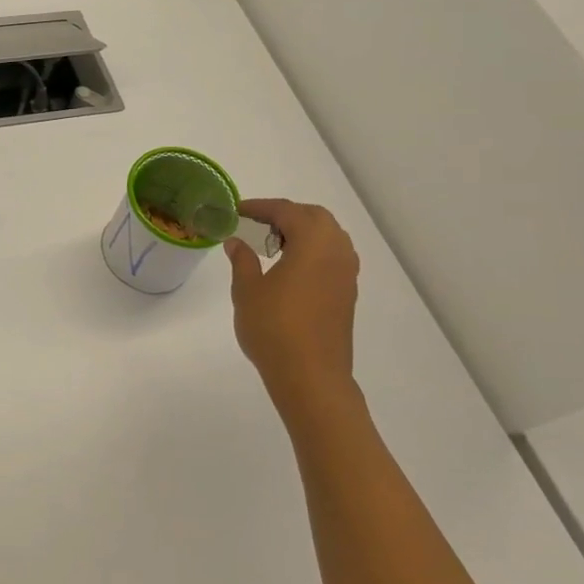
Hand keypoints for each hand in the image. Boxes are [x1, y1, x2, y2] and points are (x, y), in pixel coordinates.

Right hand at [225, 200, 361, 421]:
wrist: (311, 376)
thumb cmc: (274, 328)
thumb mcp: (247, 290)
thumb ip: (242, 260)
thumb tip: (236, 242)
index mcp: (313, 243)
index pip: (286, 211)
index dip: (260, 207)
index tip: (237, 210)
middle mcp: (336, 251)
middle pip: (314, 217)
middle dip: (286, 214)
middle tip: (256, 224)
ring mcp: (346, 273)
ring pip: (328, 236)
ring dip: (303, 232)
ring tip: (273, 245)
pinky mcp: (347, 293)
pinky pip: (333, 256)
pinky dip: (313, 251)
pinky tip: (291, 268)